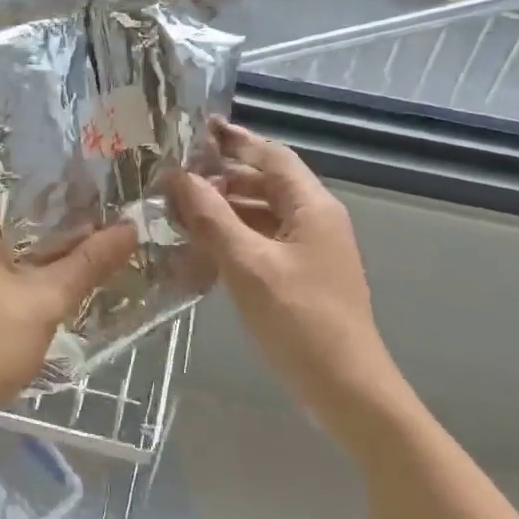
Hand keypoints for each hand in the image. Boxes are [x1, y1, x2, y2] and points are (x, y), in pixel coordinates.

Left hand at [0, 203, 136, 431]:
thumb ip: (89, 261)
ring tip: (70, 286)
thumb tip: (129, 228)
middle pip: (13, 233)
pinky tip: (29, 311)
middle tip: (93, 262)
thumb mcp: (48, 301)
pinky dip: (4, 291)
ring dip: (29, 272)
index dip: (68, 217)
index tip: (100, 232)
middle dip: (52, 248)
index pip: (27, 205)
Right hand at [169, 120, 402, 424]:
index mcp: (312, 207)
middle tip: (172, 178)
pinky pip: (261, 245)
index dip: (234, 141)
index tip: (195, 130)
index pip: (271, 156)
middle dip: (220, 178)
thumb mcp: (249, 264)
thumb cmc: (299, 320)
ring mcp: (308, 252)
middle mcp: (314, 221)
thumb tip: (179, 177)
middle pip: (264, 184)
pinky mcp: (299, 278)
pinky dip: (232, 241)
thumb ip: (213, 218)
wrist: (345, 388)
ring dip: (223, 211)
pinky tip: (200, 250)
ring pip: (260, 216)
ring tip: (177, 212)